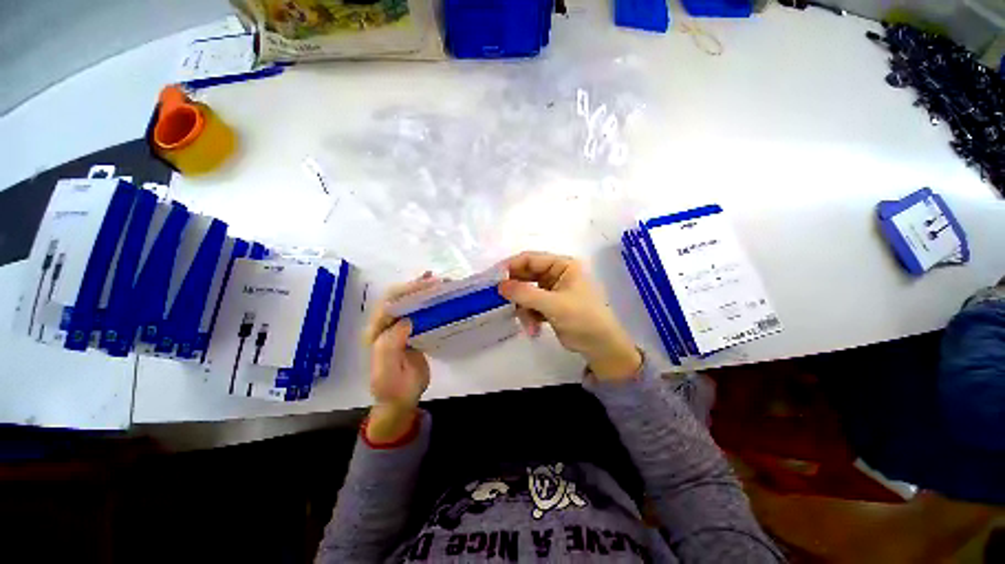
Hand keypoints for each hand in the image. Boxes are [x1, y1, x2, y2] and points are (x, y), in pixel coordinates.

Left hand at [362, 273, 437, 441]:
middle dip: (415, 286)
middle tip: (437, 281)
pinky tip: (436, 292)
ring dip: (421, 289)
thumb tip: (405, 320)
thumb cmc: (394, 388)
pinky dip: (426, 299)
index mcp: (376, 333)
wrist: (401, 401)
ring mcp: (397, 327)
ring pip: (407, 301)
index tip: (428, 286)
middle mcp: (384, 326)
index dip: (407, 292)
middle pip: (397, 298)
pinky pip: (417, 310)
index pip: (389, 304)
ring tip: (438, 280)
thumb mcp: (387, 372)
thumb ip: (390, 346)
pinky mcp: (410, 331)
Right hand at [498, 251, 641, 380]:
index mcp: (563, 265)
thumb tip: (500, 285)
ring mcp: (553, 290)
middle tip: (502, 301)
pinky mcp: (550, 305)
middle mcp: (557, 274)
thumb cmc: (582, 318)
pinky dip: (530, 316)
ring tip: (529, 325)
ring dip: (525, 309)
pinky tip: (534, 330)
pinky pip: (531, 305)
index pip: (531, 259)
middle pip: (527, 275)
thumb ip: (525, 293)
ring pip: (527, 293)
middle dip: (517, 292)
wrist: (600, 347)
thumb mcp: (553, 304)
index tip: (494, 278)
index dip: (511, 266)